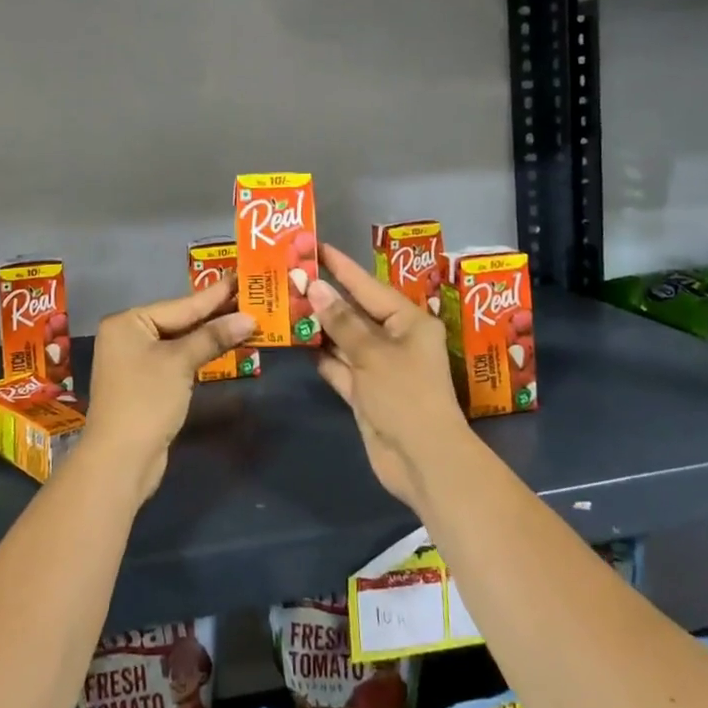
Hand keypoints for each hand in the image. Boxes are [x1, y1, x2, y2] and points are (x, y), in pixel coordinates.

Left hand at [82, 275, 255, 501]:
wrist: (120, 460)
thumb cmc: (146, 399)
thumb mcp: (180, 362)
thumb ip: (213, 337)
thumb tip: (249, 319)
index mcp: (128, 322)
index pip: (181, 305)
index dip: (215, 294)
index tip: (241, 277)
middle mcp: (128, 336)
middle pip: (180, 320)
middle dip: (215, 314)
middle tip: (251, 296)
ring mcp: (135, 361)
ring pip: (180, 341)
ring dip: (211, 334)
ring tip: (245, 318)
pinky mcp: (146, 384)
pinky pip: (177, 359)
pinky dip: (199, 353)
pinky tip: (223, 346)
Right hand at [309, 243, 474, 515]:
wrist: (423, 461)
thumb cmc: (405, 395)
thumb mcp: (372, 353)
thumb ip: (341, 321)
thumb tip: (315, 288)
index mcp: (408, 321)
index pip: (367, 285)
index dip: (340, 266)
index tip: (314, 246)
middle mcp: (395, 340)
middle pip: (354, 311)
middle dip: (323, 296)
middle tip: (289, 275)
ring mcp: (379, 368)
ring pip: (344, 339)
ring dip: (318, 325)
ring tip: (284, 302)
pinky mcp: (365, 393)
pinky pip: (339, 366)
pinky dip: (321, 356)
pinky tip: (297, 341)